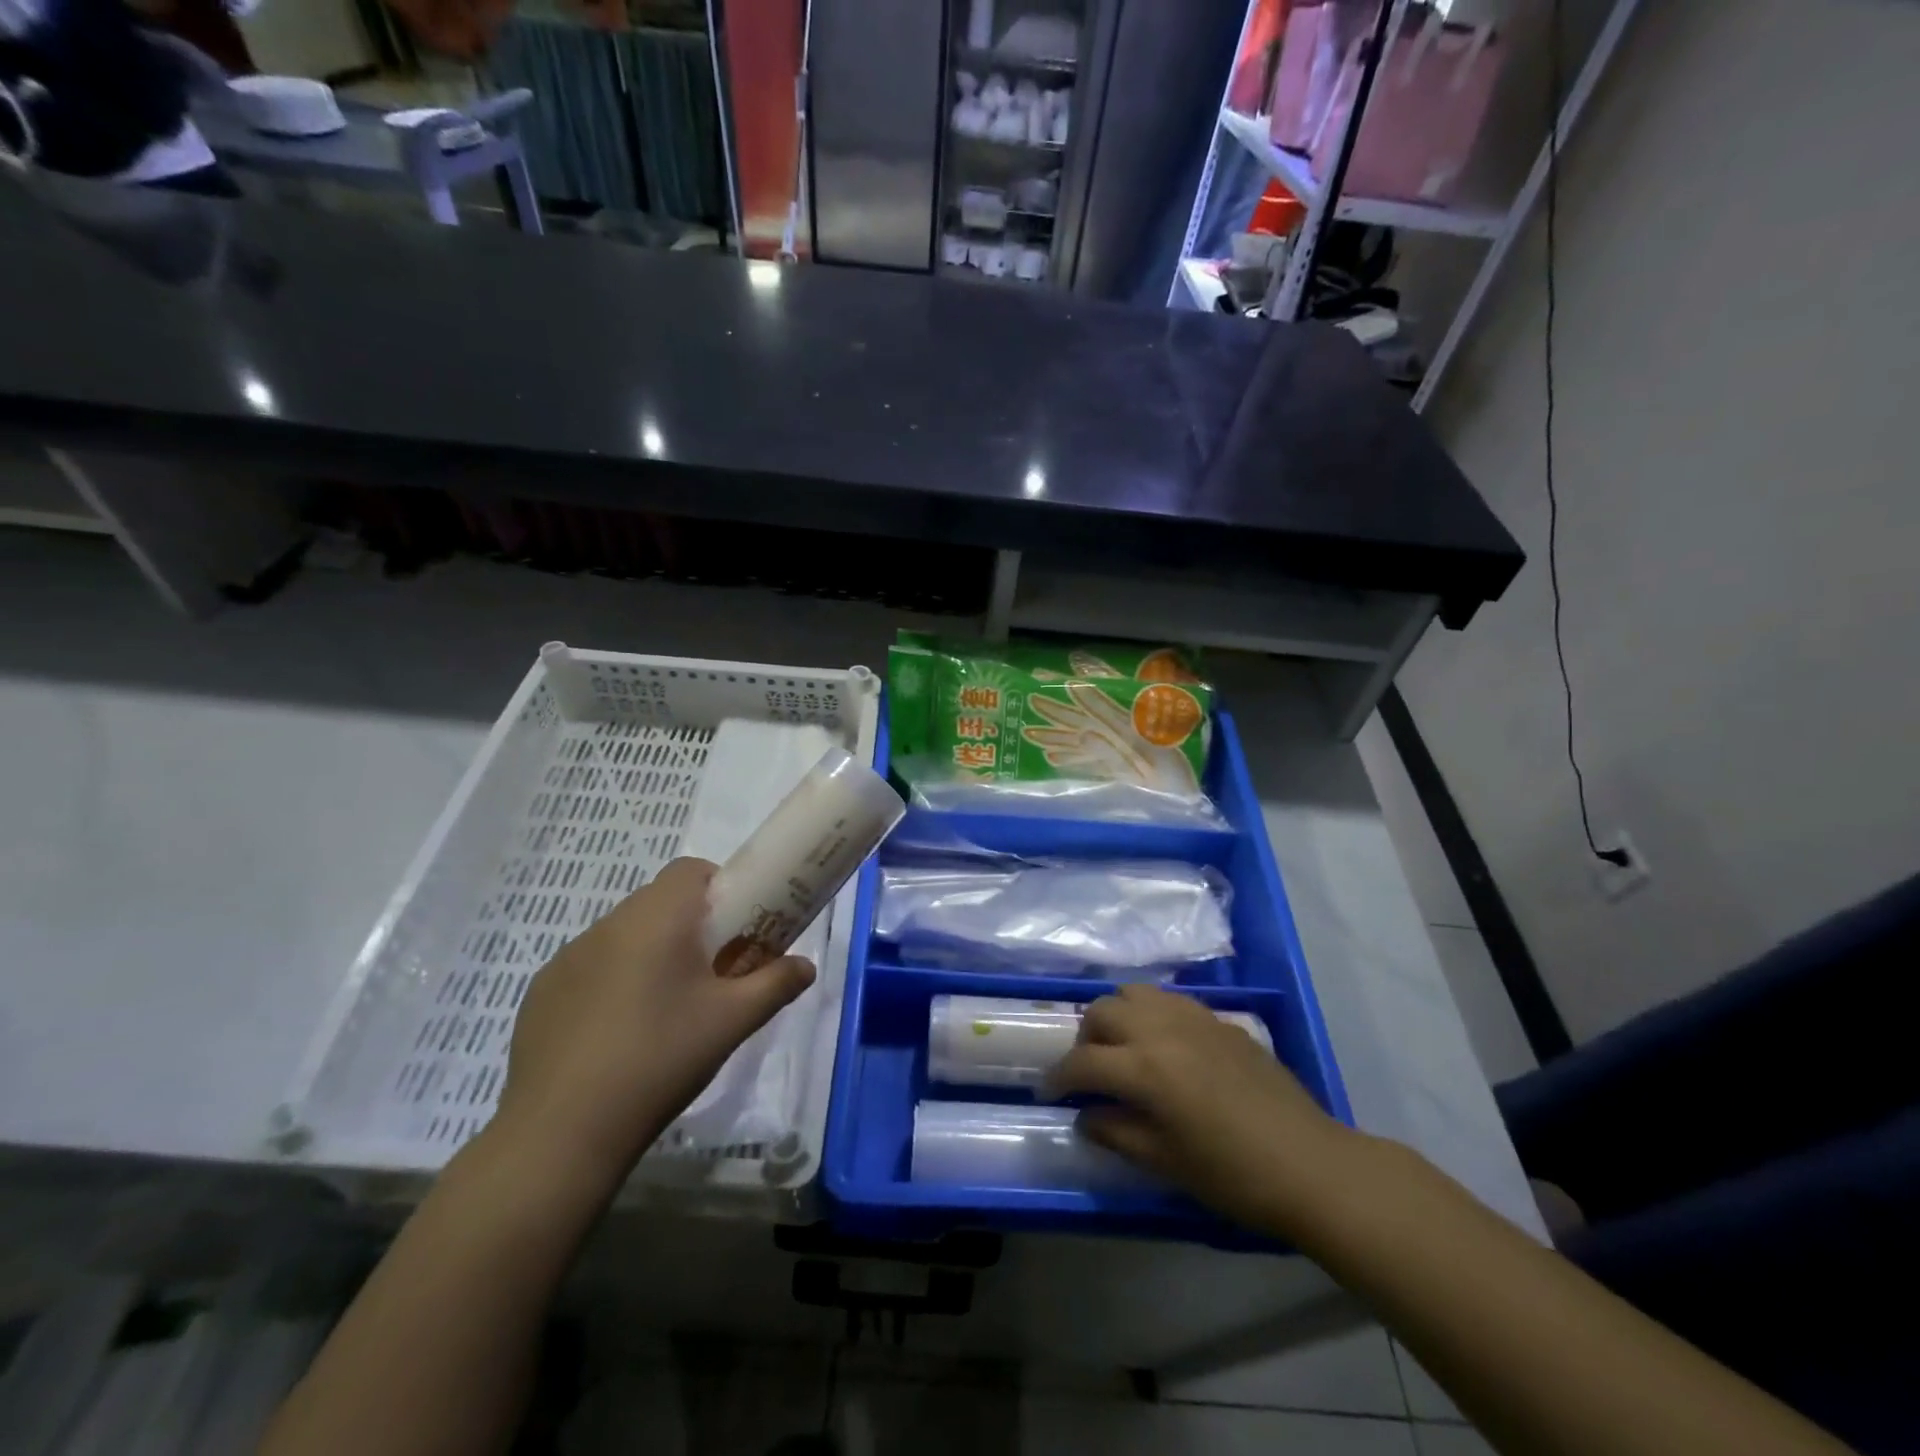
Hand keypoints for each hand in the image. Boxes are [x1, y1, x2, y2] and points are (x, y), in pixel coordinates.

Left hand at [494, 857, 814, 1188]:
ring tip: (665, 1009)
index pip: (691, 870)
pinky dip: (612, 981)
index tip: (735, 930)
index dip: (720, 889)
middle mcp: (608, 925)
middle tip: (711, 973)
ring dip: (651, 952)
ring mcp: (567, 957)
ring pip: (624, 934)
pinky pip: (591, 967)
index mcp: (657, 919)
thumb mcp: (732, 1022)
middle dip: (690, 926)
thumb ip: (776, 984)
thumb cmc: (659, 1059)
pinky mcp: (542, 992)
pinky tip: (618, 1035)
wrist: (561, 1132)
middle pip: (659, 901)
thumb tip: (806, 966)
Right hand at [1044, 985, 1355, 1234]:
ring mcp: (1193, 1018)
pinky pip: (1170, 1001)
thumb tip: (1085, 1117)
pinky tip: (1164, 1045)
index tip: (1049, 1093)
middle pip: (1102, 1011)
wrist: (1310, 1164)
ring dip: (1117, 1015)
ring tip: (1123, 1047)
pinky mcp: (1219, 1020)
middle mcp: (1161, 1029)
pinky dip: (1151, 1014)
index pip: (1083, 1061)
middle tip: (1089, 1071)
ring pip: (1134, 992)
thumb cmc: (1233, 1175)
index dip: (1059, 1077)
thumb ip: (1117, 1133)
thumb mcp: (1166, 1163)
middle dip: (1085, 1039)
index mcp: (1144, 1067)